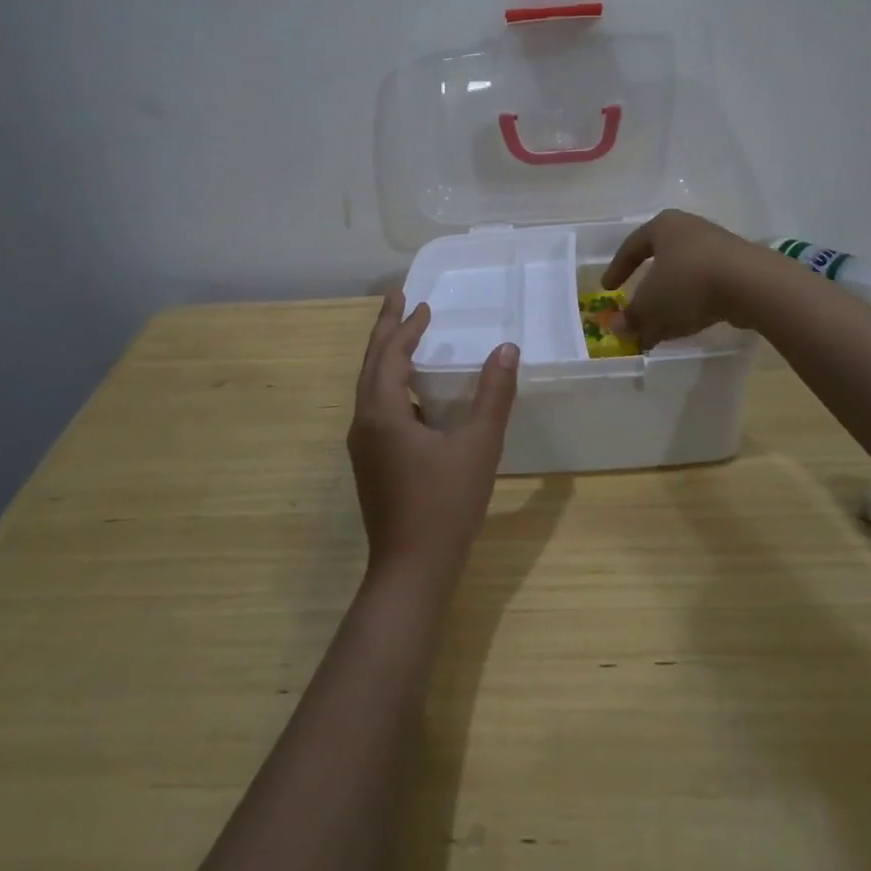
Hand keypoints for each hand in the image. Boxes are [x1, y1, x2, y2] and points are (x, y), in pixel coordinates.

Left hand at [347, 291, 518, 585]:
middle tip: (398, 300)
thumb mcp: (478, 446)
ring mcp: (364, 447)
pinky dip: (392, 386)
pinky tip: (415, 395)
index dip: (405, 327)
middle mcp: (364, 424)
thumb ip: (494, 395)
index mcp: (383, 413)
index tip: (420, 303)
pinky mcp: (371, 465)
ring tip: (406, 338)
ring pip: (371, 388)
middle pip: (372, 365)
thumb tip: (507, 349)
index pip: (390, 355)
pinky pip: (377, 409)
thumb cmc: (445, 505)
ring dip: (387, 358)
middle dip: (385, 331)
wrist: (412, 571)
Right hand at [601, 209, 765, 349]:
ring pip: (682, 282)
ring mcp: (717, 251)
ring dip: (667, 308)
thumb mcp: (651, 302)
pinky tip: (682, 331)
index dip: (617, 269)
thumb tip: (617, 329)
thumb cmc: (688, 280)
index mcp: (664, 226)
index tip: (608, 289)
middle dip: (646, 297)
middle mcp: (689, 231)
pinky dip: (689, 309)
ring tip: (656, 335)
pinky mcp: (737, 272)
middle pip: (660, 266)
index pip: (632, 246)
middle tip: (635, 317)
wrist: (750, 284)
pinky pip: (704, 291)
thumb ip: (632, 316)